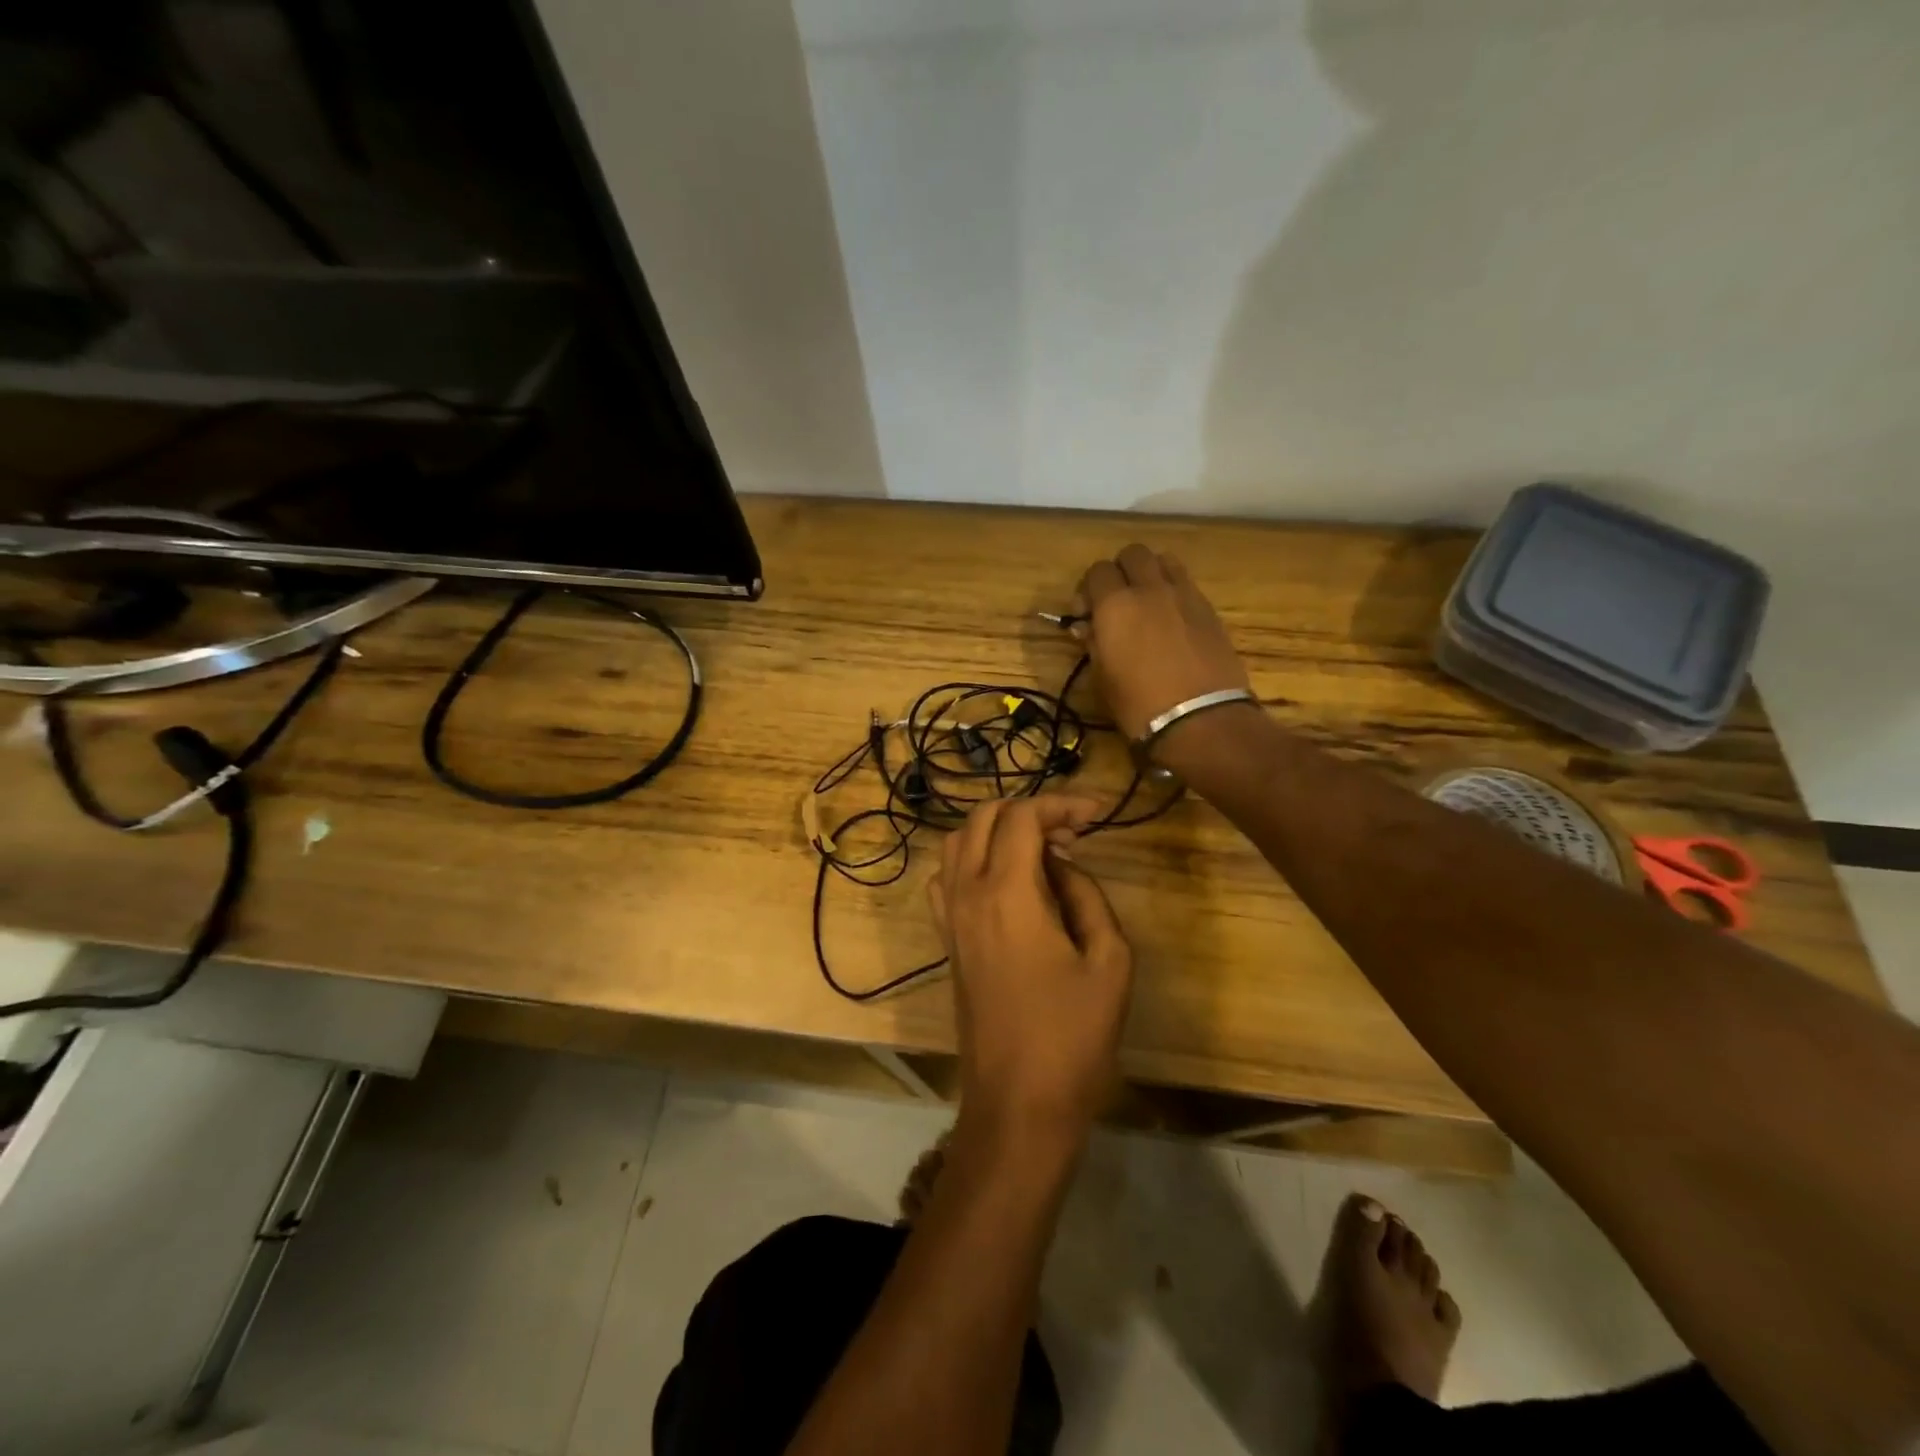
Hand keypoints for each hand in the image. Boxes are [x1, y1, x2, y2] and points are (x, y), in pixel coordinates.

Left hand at [929, 797, 1132, 1141]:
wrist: (1018, 1102)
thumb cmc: (1073, 1036)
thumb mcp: (1108, 960)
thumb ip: (1086, 895)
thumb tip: (1063, 864)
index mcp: (1007, 893)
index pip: (1022, 816)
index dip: (1060, 803)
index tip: (1095, 814)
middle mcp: (967, 894)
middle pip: (984, 818)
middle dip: (1029, 811)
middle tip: (1071, 834)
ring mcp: (949, 917)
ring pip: (958, 842)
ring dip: (997, 831)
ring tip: (1042, 852)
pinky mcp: (945, 940)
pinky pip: (946, 877)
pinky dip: (972, 859)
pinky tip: (1005, 881)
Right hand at [1075, 544, 1251, 744]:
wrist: (1200, 719)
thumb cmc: (1139, 705)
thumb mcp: (1103, 678)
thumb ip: (1093, 643)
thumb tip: (1087, 627)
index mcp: (1115, 605)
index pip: (1097, 571)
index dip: (1089, 589)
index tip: (1087, 613)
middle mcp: (1150, 589)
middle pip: (1133, 554)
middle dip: (1121, 571)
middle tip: (1117, 601)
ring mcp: (1184, 595)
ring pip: (1164, 560)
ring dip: (1151, 573)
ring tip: (1148, 602)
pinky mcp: (1209, 609)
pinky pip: (1186, 584)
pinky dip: (1174, 591)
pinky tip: (1172, 620)